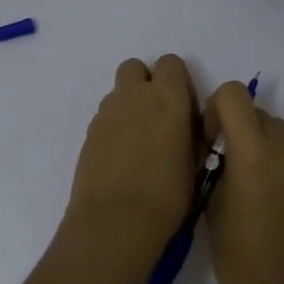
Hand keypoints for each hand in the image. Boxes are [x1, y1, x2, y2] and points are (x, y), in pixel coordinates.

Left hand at [60, 55, 202, 280]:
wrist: (116, 220)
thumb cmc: (168, 193)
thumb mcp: (195, 161)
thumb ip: (193, 133)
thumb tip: (190, 125)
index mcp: (167, 96)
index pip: (171, 63)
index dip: (178, 81)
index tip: (184, 108)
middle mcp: (134, 95)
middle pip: (136, 67)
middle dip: (146, 83)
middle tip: (158, 116)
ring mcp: (106, 112)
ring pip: (118, 92)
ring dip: (129, 105)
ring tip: (139, 142)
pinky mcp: (88, 133)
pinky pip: (105, 117)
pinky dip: (114, 127)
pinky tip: (122, 157)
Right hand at [204, 82, 283, 283]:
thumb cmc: (239, 261)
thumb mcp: (212, 207)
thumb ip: (216, 166)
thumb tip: (218, 147)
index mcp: (254, 155)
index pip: (235, 95)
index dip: (216, 108)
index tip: (210, 138)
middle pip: (258, 112)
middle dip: (238, 127)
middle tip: (225, 164)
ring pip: (279, 131)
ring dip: (260, 142)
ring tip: (249, 183)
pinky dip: (277, 161)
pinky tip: (269, 199)